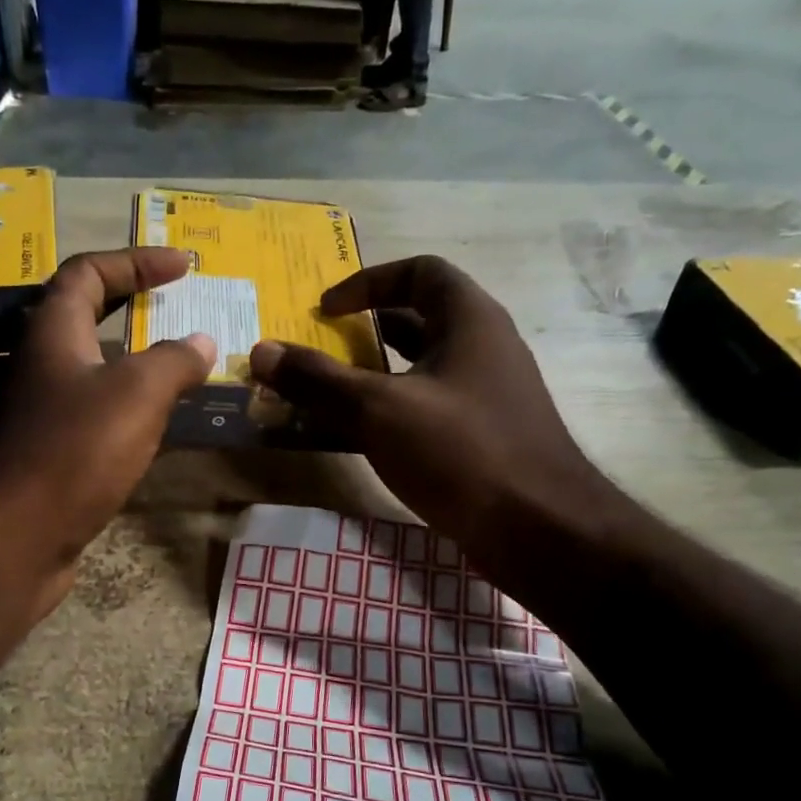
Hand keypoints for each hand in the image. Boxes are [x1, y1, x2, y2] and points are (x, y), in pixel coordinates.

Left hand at [0, 249, 214, 610]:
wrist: (19, 538)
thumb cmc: (76, 452)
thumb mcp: (137, 394)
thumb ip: (174, 361)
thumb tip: (202, 341)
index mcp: (54, 332)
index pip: (89, 272)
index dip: (135, 260)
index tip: (183, 265)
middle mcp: (42, 365)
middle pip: (86, 315)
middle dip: (133, 303)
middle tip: (179, 305)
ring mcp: (43, 412)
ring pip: (93, 369)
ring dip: (135, 359)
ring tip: (182, 363)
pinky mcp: (52, 453)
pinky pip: (97, 413)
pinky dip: (130, 406)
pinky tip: (159, 422)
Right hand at [249, 255, 613, 559]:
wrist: (538, 528)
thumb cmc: (461, 451)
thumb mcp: (379, 410)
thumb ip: (319, 380)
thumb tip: (261, 350)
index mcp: (469, 320)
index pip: (418, 272)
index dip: (367, 281)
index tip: (325, 310)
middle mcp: (483, 348)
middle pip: (418, 320)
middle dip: (365, 331)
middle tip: (319, 349)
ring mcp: (485, 395)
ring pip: (419, 370)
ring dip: (373, 376)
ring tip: (327, 394)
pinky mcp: (481, 436)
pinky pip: (425, 408)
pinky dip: (388, 413)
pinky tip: (357, 439)